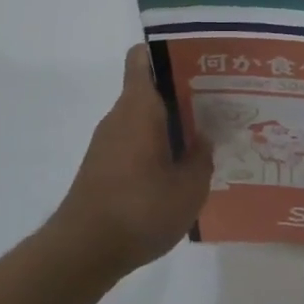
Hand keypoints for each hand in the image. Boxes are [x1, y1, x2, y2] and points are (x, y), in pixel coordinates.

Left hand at [46, 45, 212, 280]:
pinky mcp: (104, 167)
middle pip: (151, 88)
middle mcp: (120, 117)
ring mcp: (108, 143)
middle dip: (184, 92)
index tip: (199, 60)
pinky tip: (182, 170)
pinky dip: (158, 147)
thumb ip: (202, 157)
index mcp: (139, 107)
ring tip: (208, 138)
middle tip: (220, 102)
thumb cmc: (140, 209)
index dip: (168, 51)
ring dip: (173, 124)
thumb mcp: (189, 186)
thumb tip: (203, 138)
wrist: (83, 253)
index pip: (143, 58)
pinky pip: (136, 142)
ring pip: (145, 118)